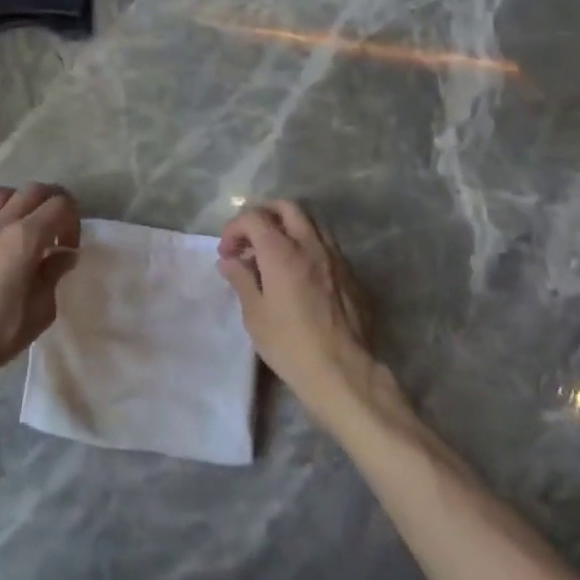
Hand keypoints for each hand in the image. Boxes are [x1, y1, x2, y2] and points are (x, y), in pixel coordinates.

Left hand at [0, 183, 81, 392]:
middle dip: (53, 203)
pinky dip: (2, 217)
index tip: (69, 248)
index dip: (73, 221)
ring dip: (23, 202)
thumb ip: (54, 274)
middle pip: (34, 190)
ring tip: (28, 229)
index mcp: (26, 237)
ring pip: (5, 194)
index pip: (60, 204)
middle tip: (58, 231)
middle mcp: (1, 223)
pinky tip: (4, 246)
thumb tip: (63, 255)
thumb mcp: (41, 309)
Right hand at [218, 201, 379, 413]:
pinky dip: (309, 246)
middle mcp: (310, 245)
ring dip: (289, 228)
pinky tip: (301, 272)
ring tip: (275, 252)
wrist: (343, 372)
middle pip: (286, 208)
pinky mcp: (352, 274)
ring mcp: (335, 257)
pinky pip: (328, 245)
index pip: (254, 218)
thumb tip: (229, 261)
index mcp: (281, 252)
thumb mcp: (255, 315)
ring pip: (311, 223)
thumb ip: (241, 279)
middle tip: (250, 239)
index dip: (234, 229)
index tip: (227, 252)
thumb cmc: (290, 344)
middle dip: (263, 216)